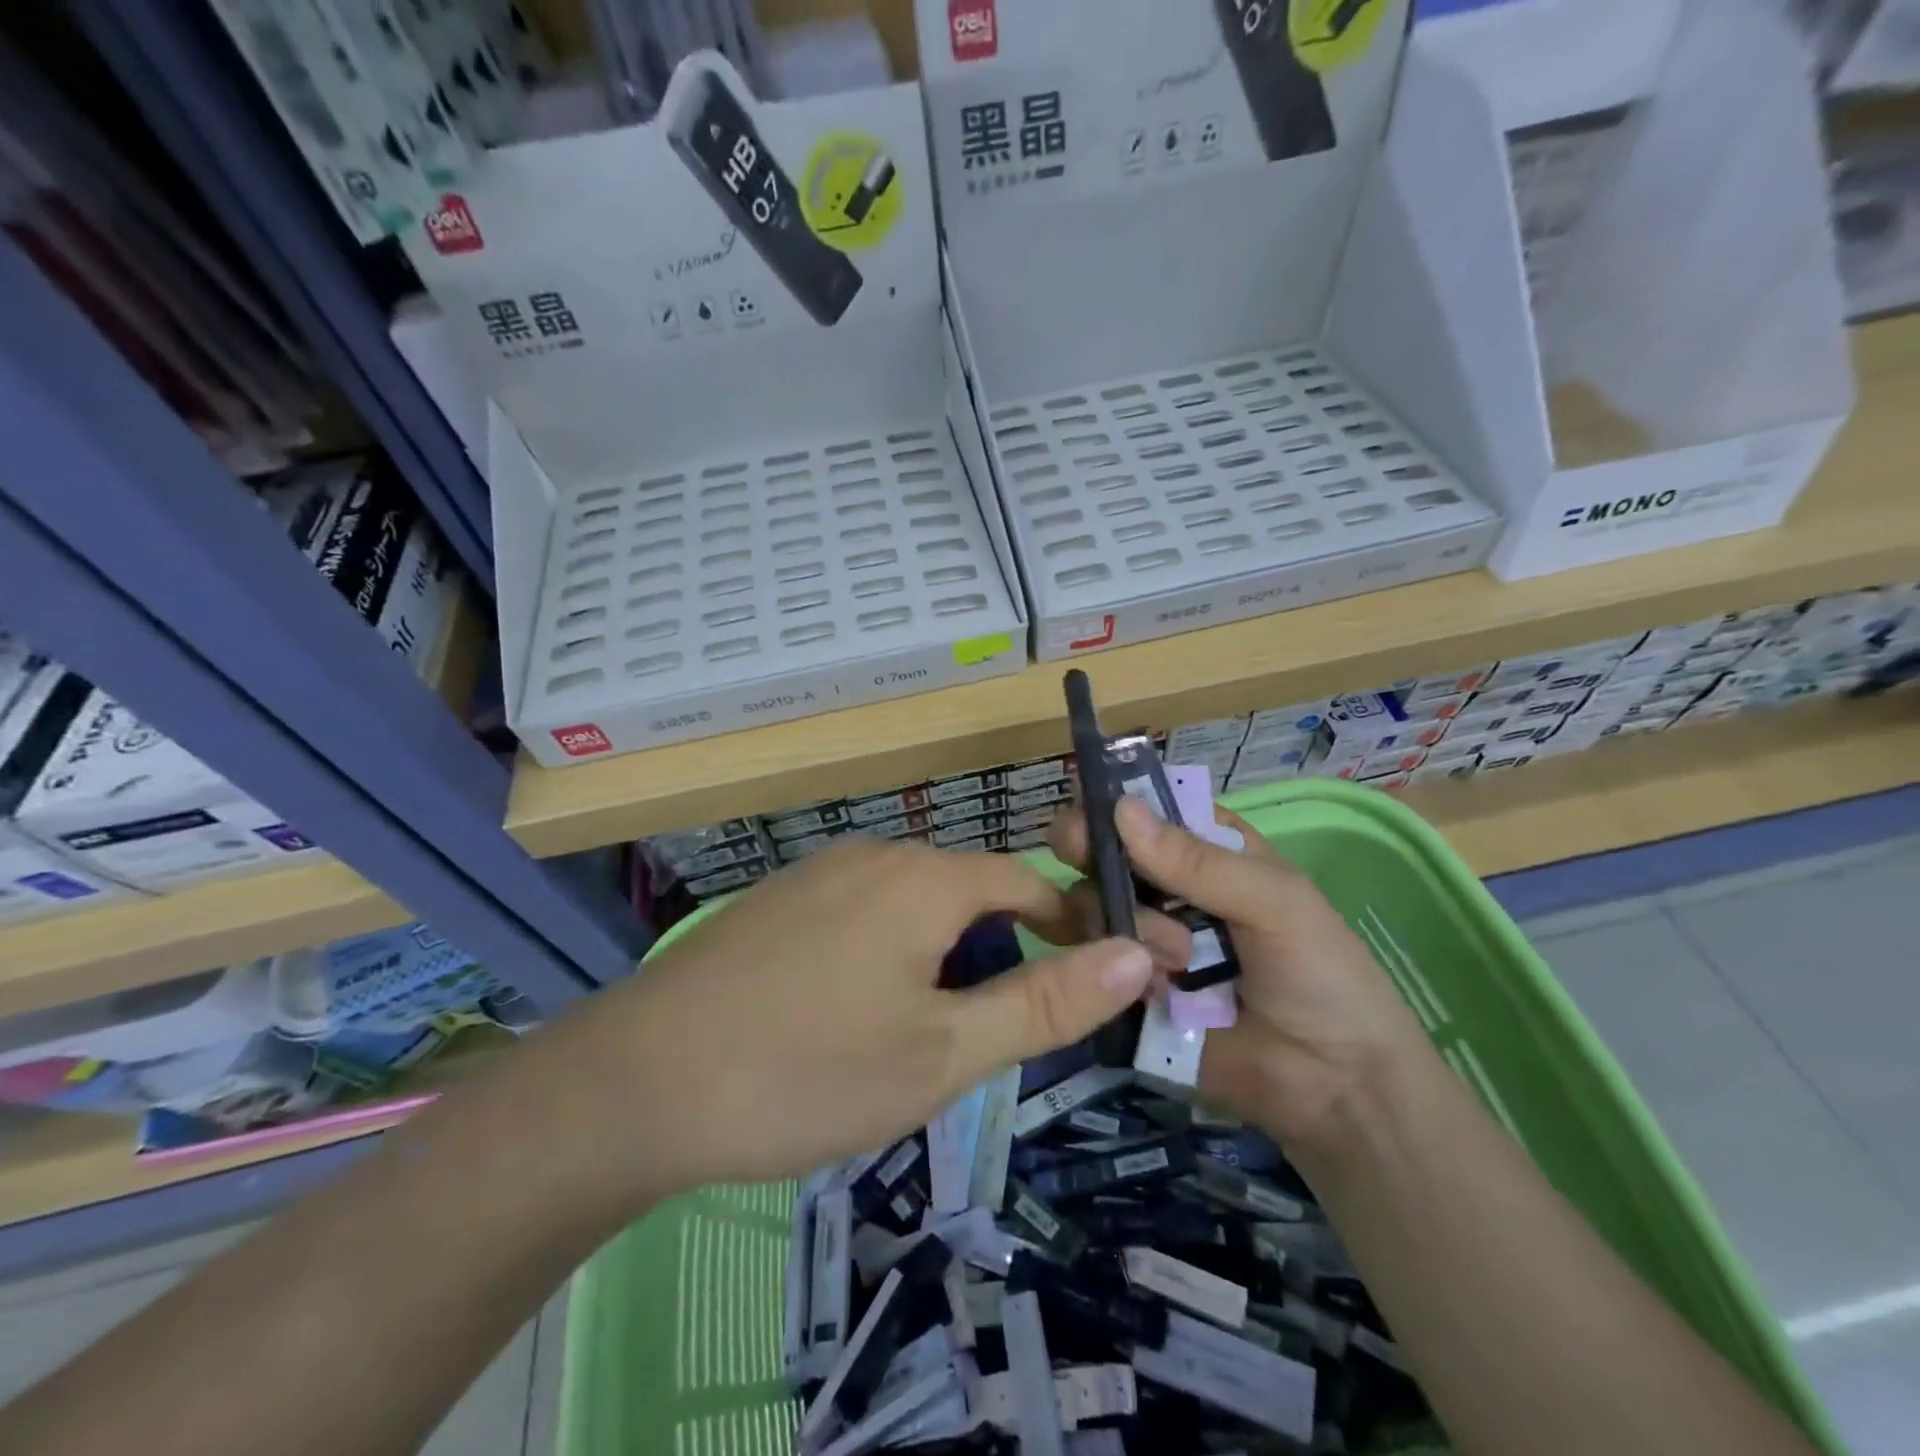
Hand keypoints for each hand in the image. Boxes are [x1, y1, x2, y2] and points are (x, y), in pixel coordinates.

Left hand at [553, 837, 1170, 1198]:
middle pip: (969, 894)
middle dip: (996, 956)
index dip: (1071, 926)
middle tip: (985, 1039)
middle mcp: (875, 855)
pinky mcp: (779, 900)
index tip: (1090, 982)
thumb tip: (1137, 953)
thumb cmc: (806, 1070)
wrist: (637, 1082)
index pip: (1029, 881)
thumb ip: (1045, 1002)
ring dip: (939, 961)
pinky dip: (886, 955)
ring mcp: (819, 872)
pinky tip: (849, 1018)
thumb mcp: (943, 1053)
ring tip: (917, 1039)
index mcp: (925, 879)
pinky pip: (861, 914)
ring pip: (913, 908)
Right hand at [1048, 797, 1431, 1148]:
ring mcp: (1145, 939)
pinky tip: (1148, 984)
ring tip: (1177, 963)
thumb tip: (1120, 808)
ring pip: (1096, 903)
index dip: (1117, 800)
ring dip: (1124, 921)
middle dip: (1093, 849)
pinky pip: (1096, 962)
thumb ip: (1197, 861)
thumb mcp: (1275, 902)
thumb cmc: (1322, 976)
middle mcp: (1169, 890)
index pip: (1152, 810)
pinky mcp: (1129, 989)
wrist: (1334, 1089)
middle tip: (1079, 851)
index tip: (1085, 800)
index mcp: (1210, 854)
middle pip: (1109, 852)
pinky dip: (1110, 965)